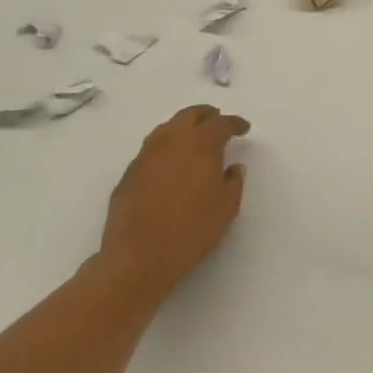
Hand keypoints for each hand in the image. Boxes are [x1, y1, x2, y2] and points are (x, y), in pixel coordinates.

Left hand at [97, 105, 250, 301]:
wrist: (138, 257)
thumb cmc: (191, 230)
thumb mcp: (227, 207)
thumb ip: (234, 181)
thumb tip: (232, 167)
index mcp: (200, 144)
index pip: (221, 123)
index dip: (235, 123)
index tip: (244, 128)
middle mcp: (171, 141)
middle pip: (190, 115)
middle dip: (207, 115)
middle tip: (218, 122)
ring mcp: (146, 156)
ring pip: (167, 128)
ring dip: (184, 127)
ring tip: (194, 138)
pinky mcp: (129, 174)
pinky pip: (152, 149)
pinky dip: (166, 147)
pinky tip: (171, 163)